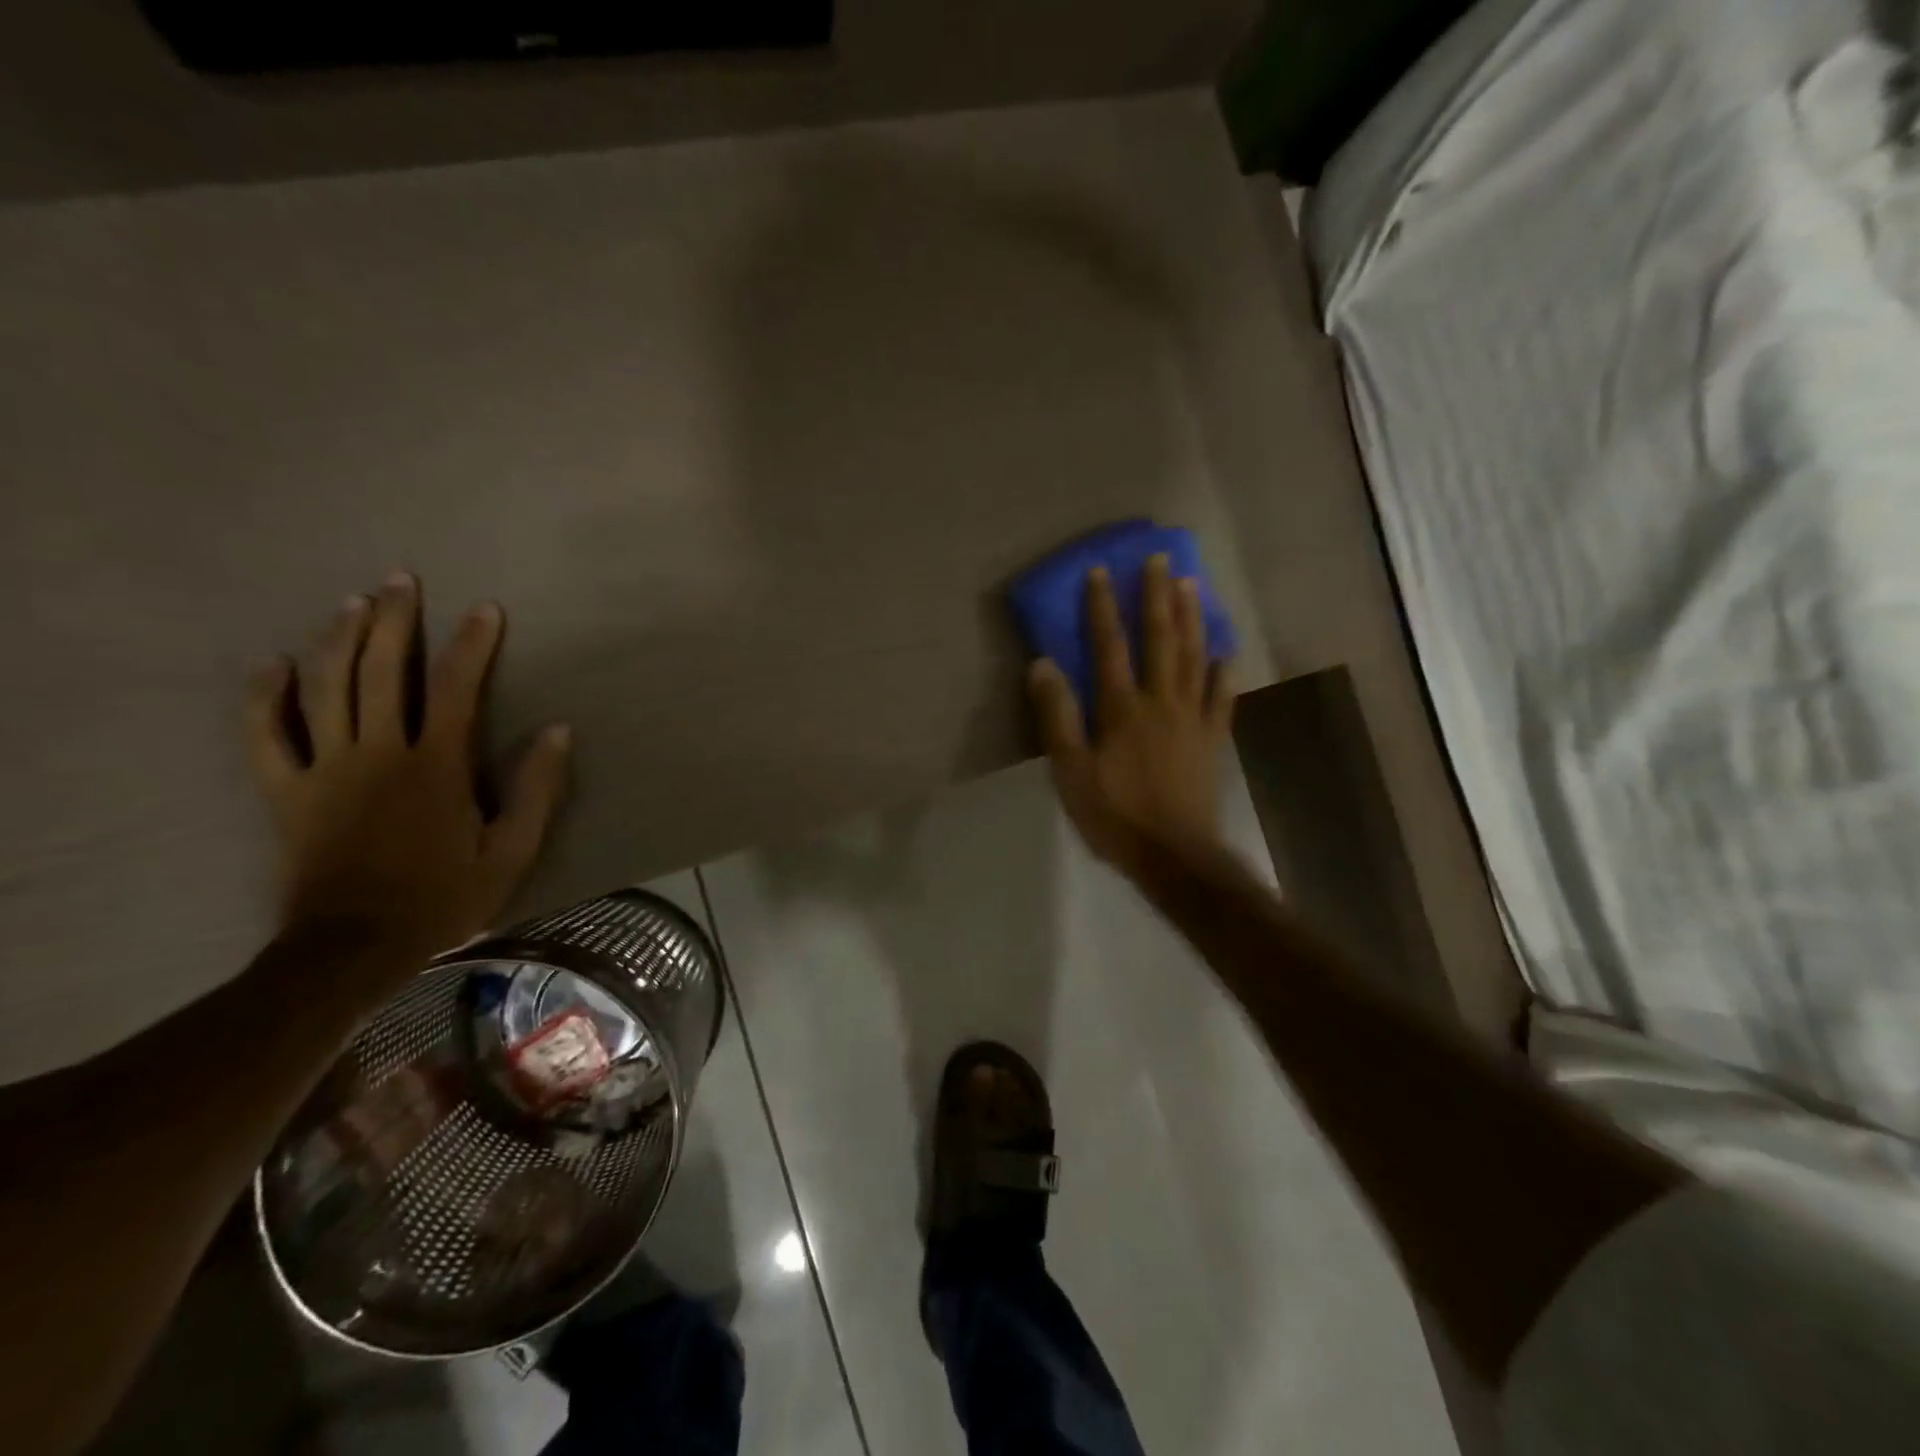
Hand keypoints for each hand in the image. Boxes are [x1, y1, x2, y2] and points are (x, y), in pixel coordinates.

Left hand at [245, 573, 570, 967]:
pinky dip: (263, 696)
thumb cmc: (444, 897)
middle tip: (400, 580)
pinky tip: (271, 665)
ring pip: (323, 688)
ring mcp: (325, 769)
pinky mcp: (285, 791)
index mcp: (436, 766)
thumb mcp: (512, 851)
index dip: (472, 644)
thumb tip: (558, 731)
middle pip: (379, 671)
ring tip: (352, 602)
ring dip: (337, 639)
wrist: (354, 947)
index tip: (486, 609)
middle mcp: (378, 753)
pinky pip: (265, 735)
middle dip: (392, 620)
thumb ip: (537, 789)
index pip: (455, 688)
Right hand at [1027, 554, 1234, 876]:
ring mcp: (1192, 718)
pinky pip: (1220, 697)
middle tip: (1160, 559)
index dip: (1102, 607)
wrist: (1174, 855)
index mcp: (1121, 708)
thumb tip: (1042, 664)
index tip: (1100, 571)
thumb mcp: (1070, 771)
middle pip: (1159, 639)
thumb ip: (1057, 717)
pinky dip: (1222, 671)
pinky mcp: (1211, 739)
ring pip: (1193, 657)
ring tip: (1192, 584)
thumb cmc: (1115, 815)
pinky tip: (1225, 652)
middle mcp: (1160, 701)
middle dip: (1156, 597)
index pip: (1109, 646)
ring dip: (1192, 619)